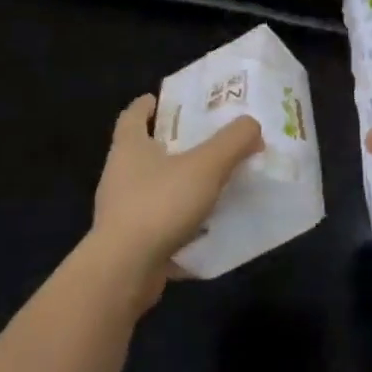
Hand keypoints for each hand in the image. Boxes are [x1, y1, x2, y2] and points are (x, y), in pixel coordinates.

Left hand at [90, 94, 261, 307]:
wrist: (123, 272)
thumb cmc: (160, 204)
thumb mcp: (207, 165)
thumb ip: (234, 141)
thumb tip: (252, 125)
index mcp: (129, 148)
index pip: (132, 116)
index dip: (147, 105)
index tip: (163, 99)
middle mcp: (119, 176)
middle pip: (143, 151)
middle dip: (171, 144)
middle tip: (204, 138)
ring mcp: (121, 212)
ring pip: (152, 188)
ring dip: (177, 184)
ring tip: (213, 182)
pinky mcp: (129, 243)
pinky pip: (159, 224)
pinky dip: (179, 221)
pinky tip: (206, 227)